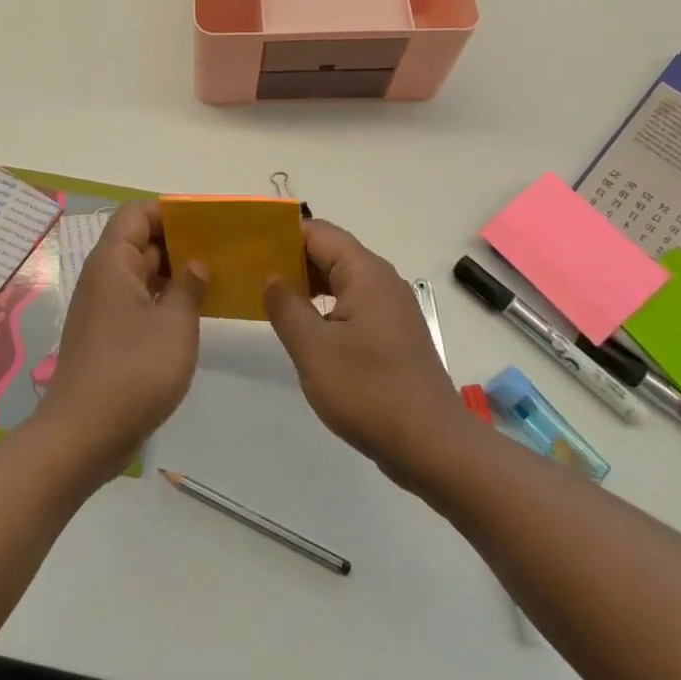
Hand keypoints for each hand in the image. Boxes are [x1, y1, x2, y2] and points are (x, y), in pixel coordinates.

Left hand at [31, 200, 206, 478]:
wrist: (83, 435)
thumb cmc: (133, 371)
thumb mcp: (174, 324)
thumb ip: (189, 287)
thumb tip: (196, 264)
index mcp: (113, 262)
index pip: (136, 213)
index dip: (170, 211)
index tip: (206, 224)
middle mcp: (103, 277)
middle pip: (140, 240)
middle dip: (179, 241)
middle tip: (222, 251)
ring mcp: (103, 307)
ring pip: (141, 273)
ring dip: (174, 273)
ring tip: (216, 278)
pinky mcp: (108, 334)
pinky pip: (138, 301)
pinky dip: (164, 299)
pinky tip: (194, 312)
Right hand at [264, 220, 471, 486]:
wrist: (433, 446)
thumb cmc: (369, 391)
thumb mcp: (314, 349)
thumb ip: (286, 306)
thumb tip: (271, 276)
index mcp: (365, 273)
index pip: (317, 233)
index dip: (281, 235)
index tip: (248, 245)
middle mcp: (381, 281)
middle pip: (330, 253)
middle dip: (290, 259)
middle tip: (248, 272)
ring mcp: (389, 309)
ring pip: (339, 281)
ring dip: (305, 285)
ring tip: (266, 297)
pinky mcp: (391, 335)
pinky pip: (350, 305)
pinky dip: (323, 307)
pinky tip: (300, 328)